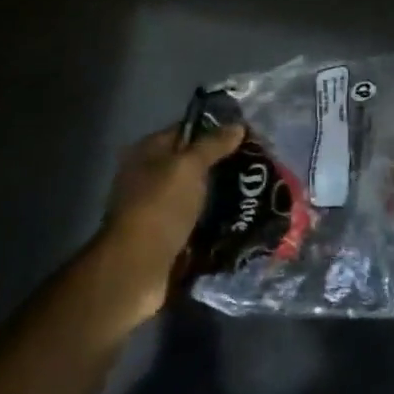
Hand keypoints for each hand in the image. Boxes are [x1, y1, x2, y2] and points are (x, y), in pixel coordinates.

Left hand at [88, 123, 244, 325]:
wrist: (137, 267)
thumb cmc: (160, 207)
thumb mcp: (189, 167)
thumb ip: (213, 144)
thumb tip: (238, 125)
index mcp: (147, 152)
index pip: (186, 131)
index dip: (216, 131)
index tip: (248, 137)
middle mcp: (148, 176)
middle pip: (192, 163)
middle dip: (222, 165)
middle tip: (256, 167)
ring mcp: (156, 207)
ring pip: (196, 193)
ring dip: (220, 194)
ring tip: (255, 193)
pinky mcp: (166, 235)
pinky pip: (196, 219)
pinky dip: (214, 219)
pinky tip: (239, 218)